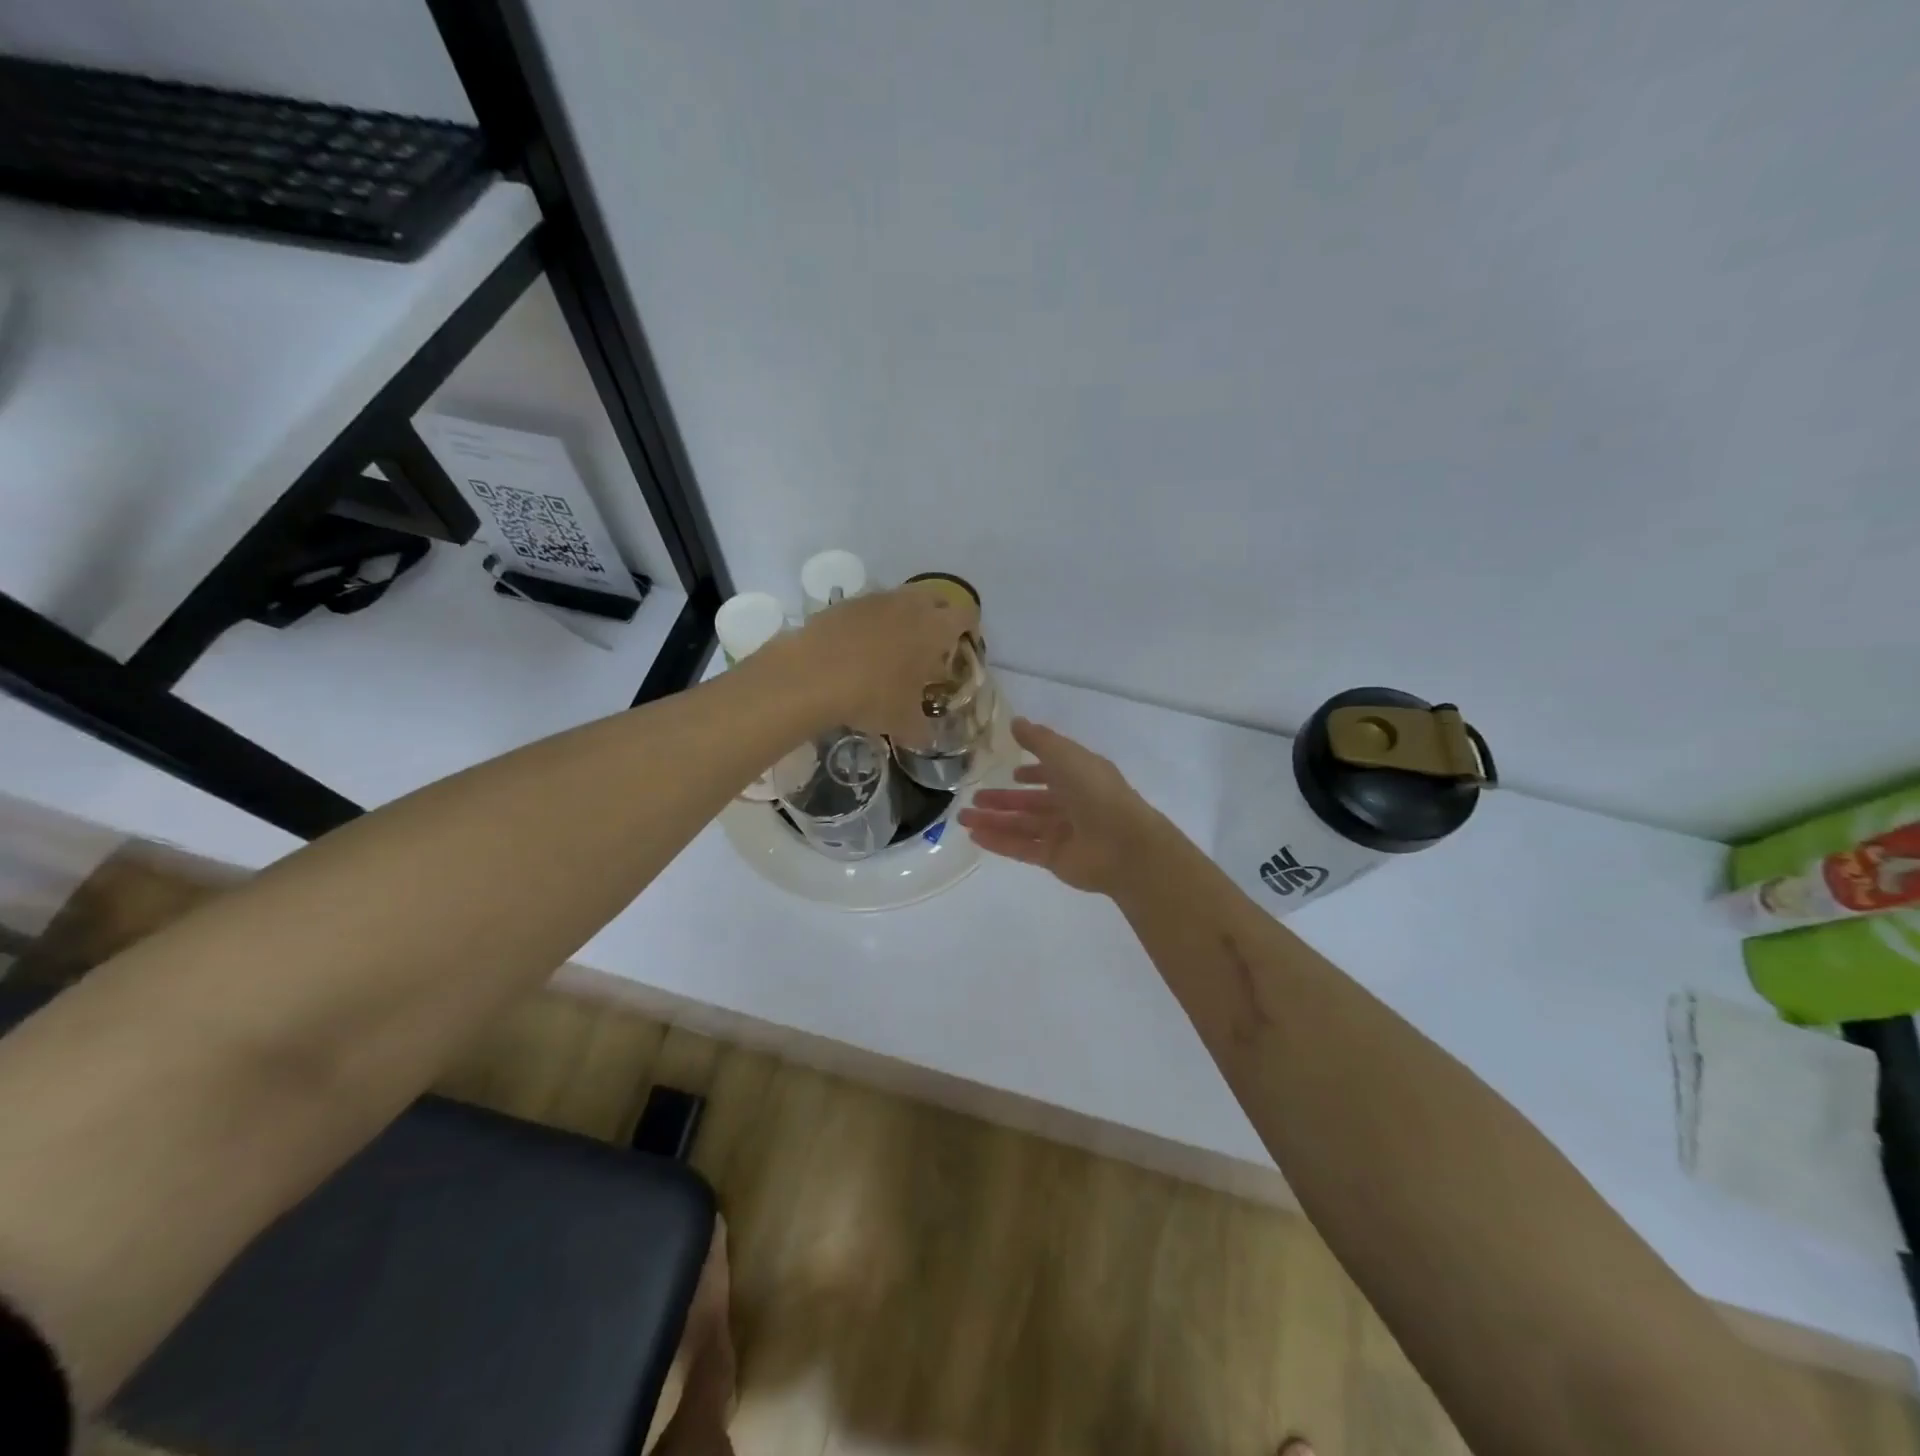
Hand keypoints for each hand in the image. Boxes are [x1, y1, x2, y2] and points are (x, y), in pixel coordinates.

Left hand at [773, 583, 978, 746]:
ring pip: (902, 599)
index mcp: (936, 628)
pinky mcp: (845, 603)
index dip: (970, 630)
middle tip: (934, 646)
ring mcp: (876, 599)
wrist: (811, 674)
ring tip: (896, 648)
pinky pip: (870, 608)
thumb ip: (922, 730)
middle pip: (937, 598)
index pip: (967, 615)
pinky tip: (861, 649)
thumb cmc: (873, 696)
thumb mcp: (904, 723)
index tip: (964, 648)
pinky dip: (873, 623)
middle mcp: (911, 605)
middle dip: (940, 617)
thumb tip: (927, 739)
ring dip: (905, 617)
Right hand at [958, 719, 1167, 894]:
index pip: (1053, 772)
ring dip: (993, 820)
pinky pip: (1021, 847)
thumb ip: (1038, 740)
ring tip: (963, 817)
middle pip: (1032, 802)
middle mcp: (1072, 804)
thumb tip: (1015, 721)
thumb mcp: (1065, 755)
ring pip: (1022, 825)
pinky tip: (975, 836)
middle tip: (975, 796)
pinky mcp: (1054, 858)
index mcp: (1080, 777)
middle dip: (1004, 799)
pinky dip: (999, 841)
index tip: (1013, 771)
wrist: (1123, 845)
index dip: (1034, 771)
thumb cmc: (1096, 792)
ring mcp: (1063, 833)